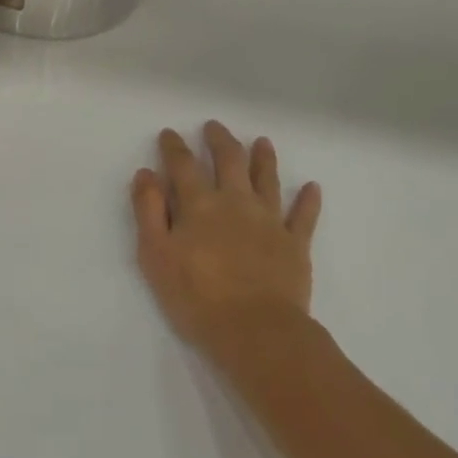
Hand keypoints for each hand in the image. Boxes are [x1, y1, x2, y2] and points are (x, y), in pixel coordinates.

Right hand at [131, 122, 321, 366]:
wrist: (256, 331)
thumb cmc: (196, 296)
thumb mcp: (156, 254)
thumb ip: (149, 211)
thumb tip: (146, 173)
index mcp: (199, 204)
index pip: (183, 165)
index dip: (174, 147)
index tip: (169, 133)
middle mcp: (235, 202)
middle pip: (229, 161)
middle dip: (220, 141)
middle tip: (214, 127)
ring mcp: (269, 221)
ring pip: (267, 180)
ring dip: (264, 158)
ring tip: (262, 142)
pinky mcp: (295, 244)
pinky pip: (304, 216)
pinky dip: (308, 200)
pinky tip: (311, 187)